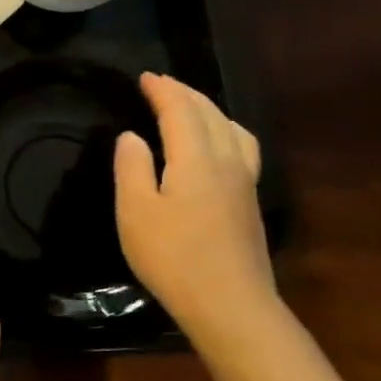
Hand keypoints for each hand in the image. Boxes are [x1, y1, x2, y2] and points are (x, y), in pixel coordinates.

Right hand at [114, 73, 274, 346]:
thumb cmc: (172, 256)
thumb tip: (132, 136)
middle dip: (185, 94)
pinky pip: (240, 146)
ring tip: (190, 106)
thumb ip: (132, 167)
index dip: (162, 91)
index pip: (180, 111)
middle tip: (162, 84)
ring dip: (209, 109)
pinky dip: (225, 130)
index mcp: (196, 158)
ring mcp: (244, 181)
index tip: (144, 77)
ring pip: (232, 129)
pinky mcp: (249, 201)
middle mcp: (227, 161)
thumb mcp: (136, 211)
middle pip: (210, 114)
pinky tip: (218, 144)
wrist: (229, 303)